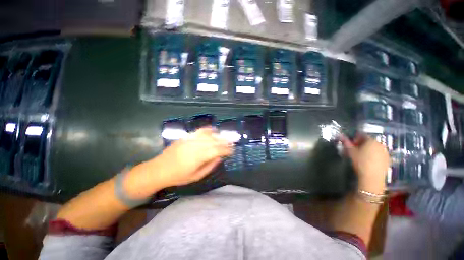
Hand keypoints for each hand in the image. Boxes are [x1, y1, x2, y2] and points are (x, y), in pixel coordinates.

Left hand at [124, 128, 231, 198]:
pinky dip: (208, 130)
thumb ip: (210, 166)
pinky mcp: (186, 137)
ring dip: (218, 136)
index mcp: (199, 157)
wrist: (159, 169)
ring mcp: (191, 139)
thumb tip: (220, 158)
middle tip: (232, 143)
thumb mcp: (196, 176)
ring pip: (208, 135)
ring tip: (225, 137)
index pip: (217, 150)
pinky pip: (199, 131)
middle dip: (225, 142)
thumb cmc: (178, 176)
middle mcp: (196, 146)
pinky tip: (213, 130)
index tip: (233, 150)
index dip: (226, 150)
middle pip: (214, 141)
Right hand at [340, 134, 389, 193]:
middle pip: (369, 141)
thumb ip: (346, 142)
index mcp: (371, 140)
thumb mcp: (350, 152)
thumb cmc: (360, 162)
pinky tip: (368, 161)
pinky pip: (379, 154)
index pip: (362, 135)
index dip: (355, 138)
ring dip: (367, 150)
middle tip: (354, 150)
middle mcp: (380, 144)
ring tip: (361, 156)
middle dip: (361, 144)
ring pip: (374, 148)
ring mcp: (385, 152)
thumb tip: (340, 135)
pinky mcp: (388, 160)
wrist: (372, 177)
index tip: (350, 144)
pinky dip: (373, 155)